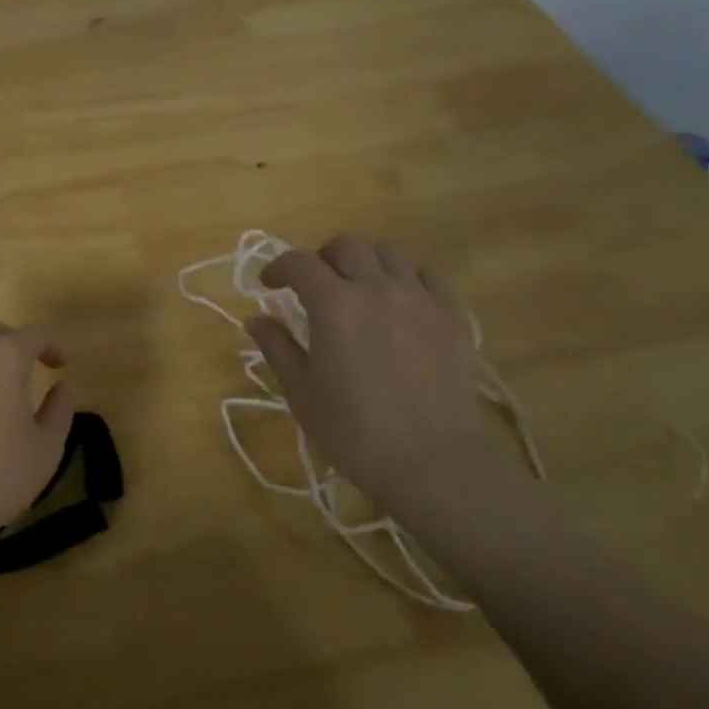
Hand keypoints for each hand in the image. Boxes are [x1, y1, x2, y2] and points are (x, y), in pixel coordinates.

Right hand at [246, 236, 500, 521]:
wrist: (431, 462)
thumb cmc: (354, 431)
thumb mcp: (301, 391)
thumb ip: (277, 347)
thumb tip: (256, 319)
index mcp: (334, 305)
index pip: (299, 263)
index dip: (278, 267)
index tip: (270, 285)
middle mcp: (377, 288)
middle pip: (346, 246)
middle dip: (321, 258)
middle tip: (314, 286)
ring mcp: (420, 298)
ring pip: (389, 251)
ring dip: (365, 261)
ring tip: (358, 286)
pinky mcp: (452, 314)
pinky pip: (428, 273)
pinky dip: (406, 275)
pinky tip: (399, 298)